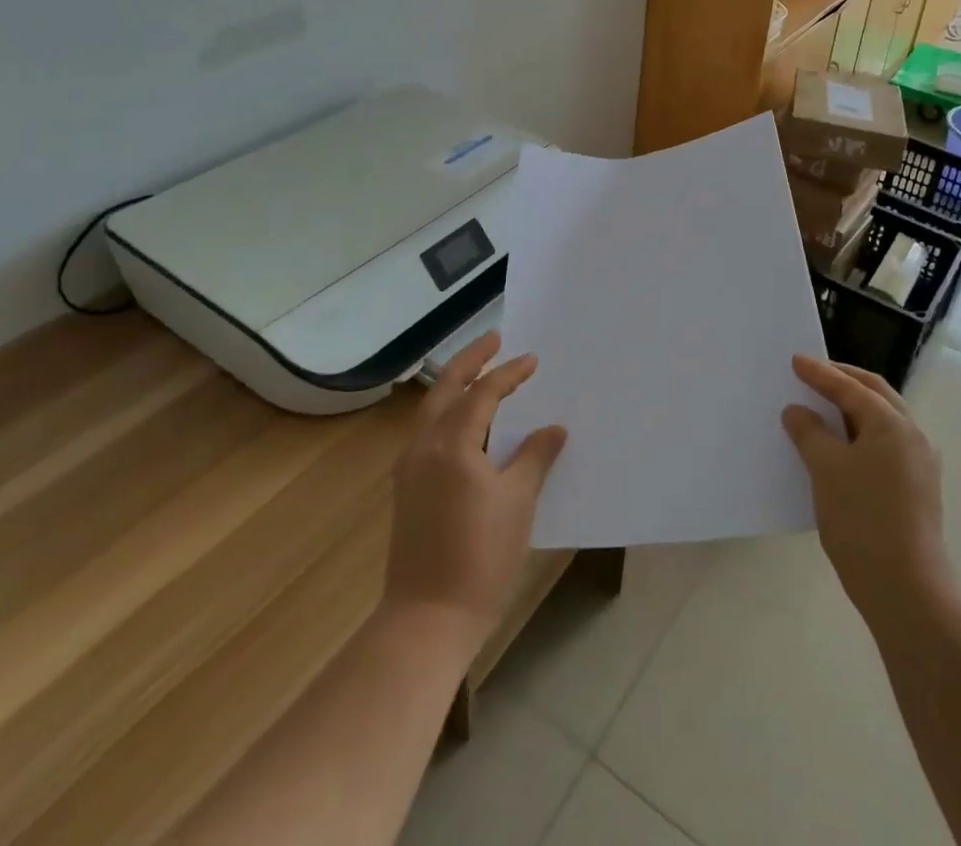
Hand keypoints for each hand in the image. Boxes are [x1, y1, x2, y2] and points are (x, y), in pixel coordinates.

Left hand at [384, 332, 566, 644]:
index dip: (509, 374)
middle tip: (494, 339)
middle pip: (445, 390)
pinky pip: (428, 433)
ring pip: (432, 410)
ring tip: (481, 372)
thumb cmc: (480, 557)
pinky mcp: (407, 489)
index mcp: (451, 445)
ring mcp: (410, 469)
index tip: (532, 360)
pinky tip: (468, 422)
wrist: (427, 620)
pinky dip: (448, 413)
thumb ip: (534, 457)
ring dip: (456, 385)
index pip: (482, 394)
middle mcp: (423, 447)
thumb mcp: (518, 502)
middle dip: (470, 361)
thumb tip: (553, 429)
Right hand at [782, 356, 951, 624]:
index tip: (796, 360)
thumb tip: (797, 411)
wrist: (906, 590)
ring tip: (824, 406)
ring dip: (854, 407)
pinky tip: (842, 445)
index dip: (820, 373)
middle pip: (875, 394)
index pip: (850, 387)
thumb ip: (809, 433)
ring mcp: (920, 463)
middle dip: (844, 380)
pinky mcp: (918, 488)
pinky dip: (862, 432)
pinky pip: (886, 444)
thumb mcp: (826, 470)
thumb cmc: (862, 521)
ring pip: (883, 419)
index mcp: (892, 423)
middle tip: (814, 373)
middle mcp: (912, 435)